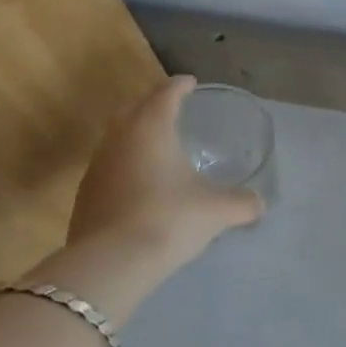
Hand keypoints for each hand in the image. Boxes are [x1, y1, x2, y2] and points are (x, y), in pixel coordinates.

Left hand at [63, 75, 262, 272]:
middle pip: (134, 109)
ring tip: (158, 146)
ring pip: (117, 138)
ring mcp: (97, 166)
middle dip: (153, 104)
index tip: (190, 83)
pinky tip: (141, 184)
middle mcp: (119, 138)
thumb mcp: (216, 210)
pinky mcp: (85, 195)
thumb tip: (260, 205)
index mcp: (151, 128)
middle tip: (172, 108)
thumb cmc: (169, 219)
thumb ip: (242, 203)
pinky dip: (126, 165)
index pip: (165, 94)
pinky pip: (109, 167)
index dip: (180, 86)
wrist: (111, 264)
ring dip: (136, 135)